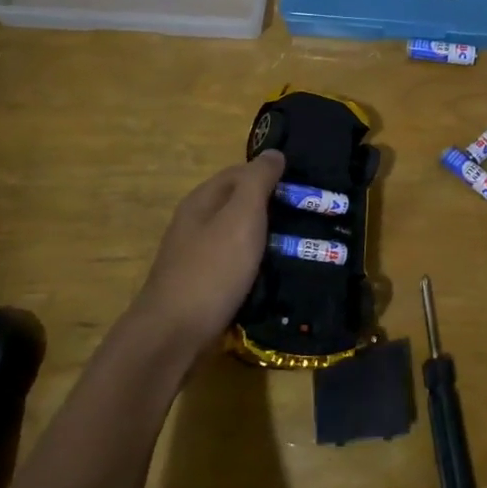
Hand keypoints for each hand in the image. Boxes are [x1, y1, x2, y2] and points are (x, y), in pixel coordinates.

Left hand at [133, 151, 285, 360]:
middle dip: (274, 208)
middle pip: (240, 205)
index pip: (240, 173)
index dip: (272, 174)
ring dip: (269, 239)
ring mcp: (197, 257)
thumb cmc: (212, 268)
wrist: (174, 334)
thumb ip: (258, 181)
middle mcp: (196, 223)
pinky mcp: (203, 287)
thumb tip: (274, 153)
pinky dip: (258, 266)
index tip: (306, 186)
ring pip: (240, 237)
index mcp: (203, 200)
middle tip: (312, 218)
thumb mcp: (241, 216)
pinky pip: (237, 266)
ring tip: (303, 247)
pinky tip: (277, 276)